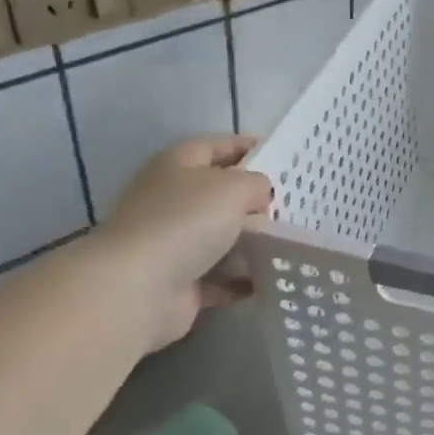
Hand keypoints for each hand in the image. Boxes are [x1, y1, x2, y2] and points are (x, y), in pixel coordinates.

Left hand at [94, 136, 272, 354]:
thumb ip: (257, 184)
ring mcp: (172, 243)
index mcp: (177, 165)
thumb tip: (260, 198)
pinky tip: (270, 277)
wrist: (139, 288)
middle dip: (255, 199)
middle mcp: (170, 200)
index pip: (217, 146)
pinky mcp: (179, 281)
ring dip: (251, 242)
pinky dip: (242, 279)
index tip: (284, 157)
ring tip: (290, 242)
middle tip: (294, 204)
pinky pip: (219, 277)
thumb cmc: (186, 222)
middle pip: (219, 194)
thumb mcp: (234, 187)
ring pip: (221, 237)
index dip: (248, 147)